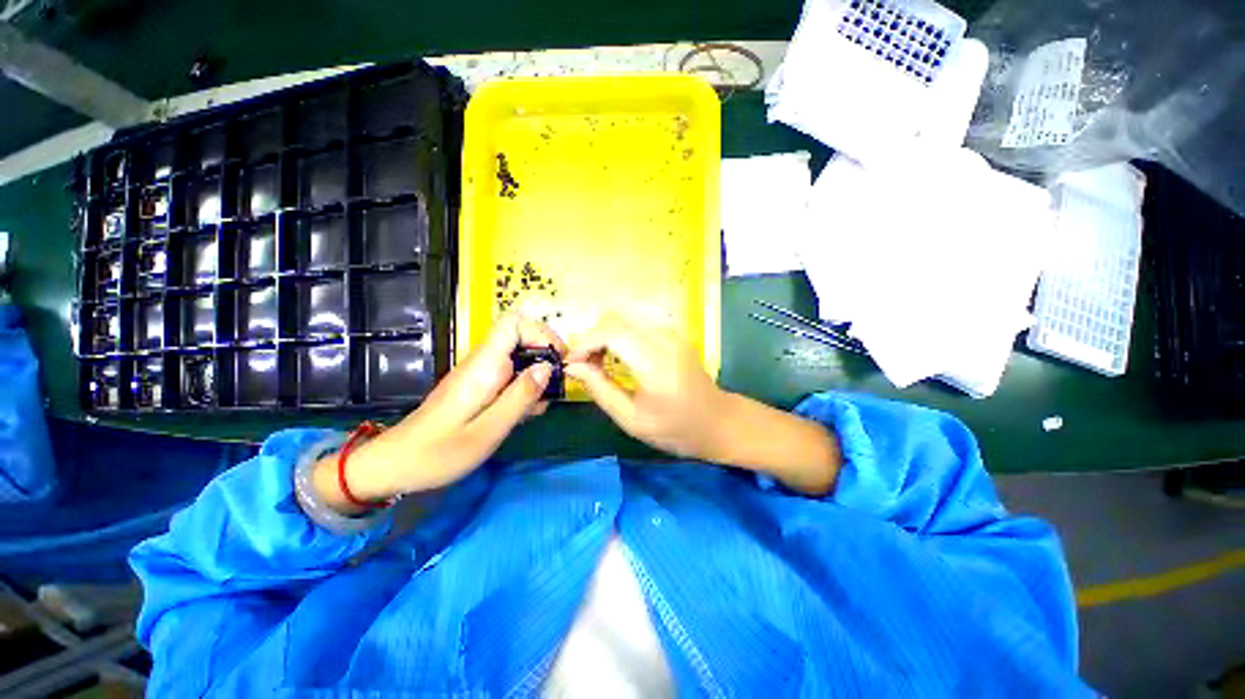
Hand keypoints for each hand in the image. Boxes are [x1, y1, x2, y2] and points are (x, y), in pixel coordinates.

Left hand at [314, 313, 565, 513]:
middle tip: (556, 388)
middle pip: (522, 338)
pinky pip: (509, 375)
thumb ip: (520, 397)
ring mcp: (480, 373)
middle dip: (545, 359)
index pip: (514, 323)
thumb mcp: (488, 431)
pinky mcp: (479, 385)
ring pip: (519, 358)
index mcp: (484, 366)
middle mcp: (482, 362)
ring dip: (537, 377)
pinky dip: (524, 388)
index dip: (542, 333)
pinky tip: (525, 412)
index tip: (559, 359)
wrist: (396, 464)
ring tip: (540, 406)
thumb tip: (547, 368)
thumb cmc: (439, 452)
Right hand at [566, 314, 840, 494]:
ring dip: (605, 335)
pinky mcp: (673, 334)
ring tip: (600, 363)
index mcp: (655, 363)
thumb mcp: (632, 420)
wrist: (719, 422)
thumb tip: (573, 367)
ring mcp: (671, 333)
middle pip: (615, 317)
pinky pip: (637, 324)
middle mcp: (664, 339)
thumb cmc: (676, 429)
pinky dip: (620, 335)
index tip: (572, 364)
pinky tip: (619, 358)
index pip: (611, 332)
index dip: (585, 343)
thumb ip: (600, 389)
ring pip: (625, 317)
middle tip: (585, 365)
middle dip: (592, 337)